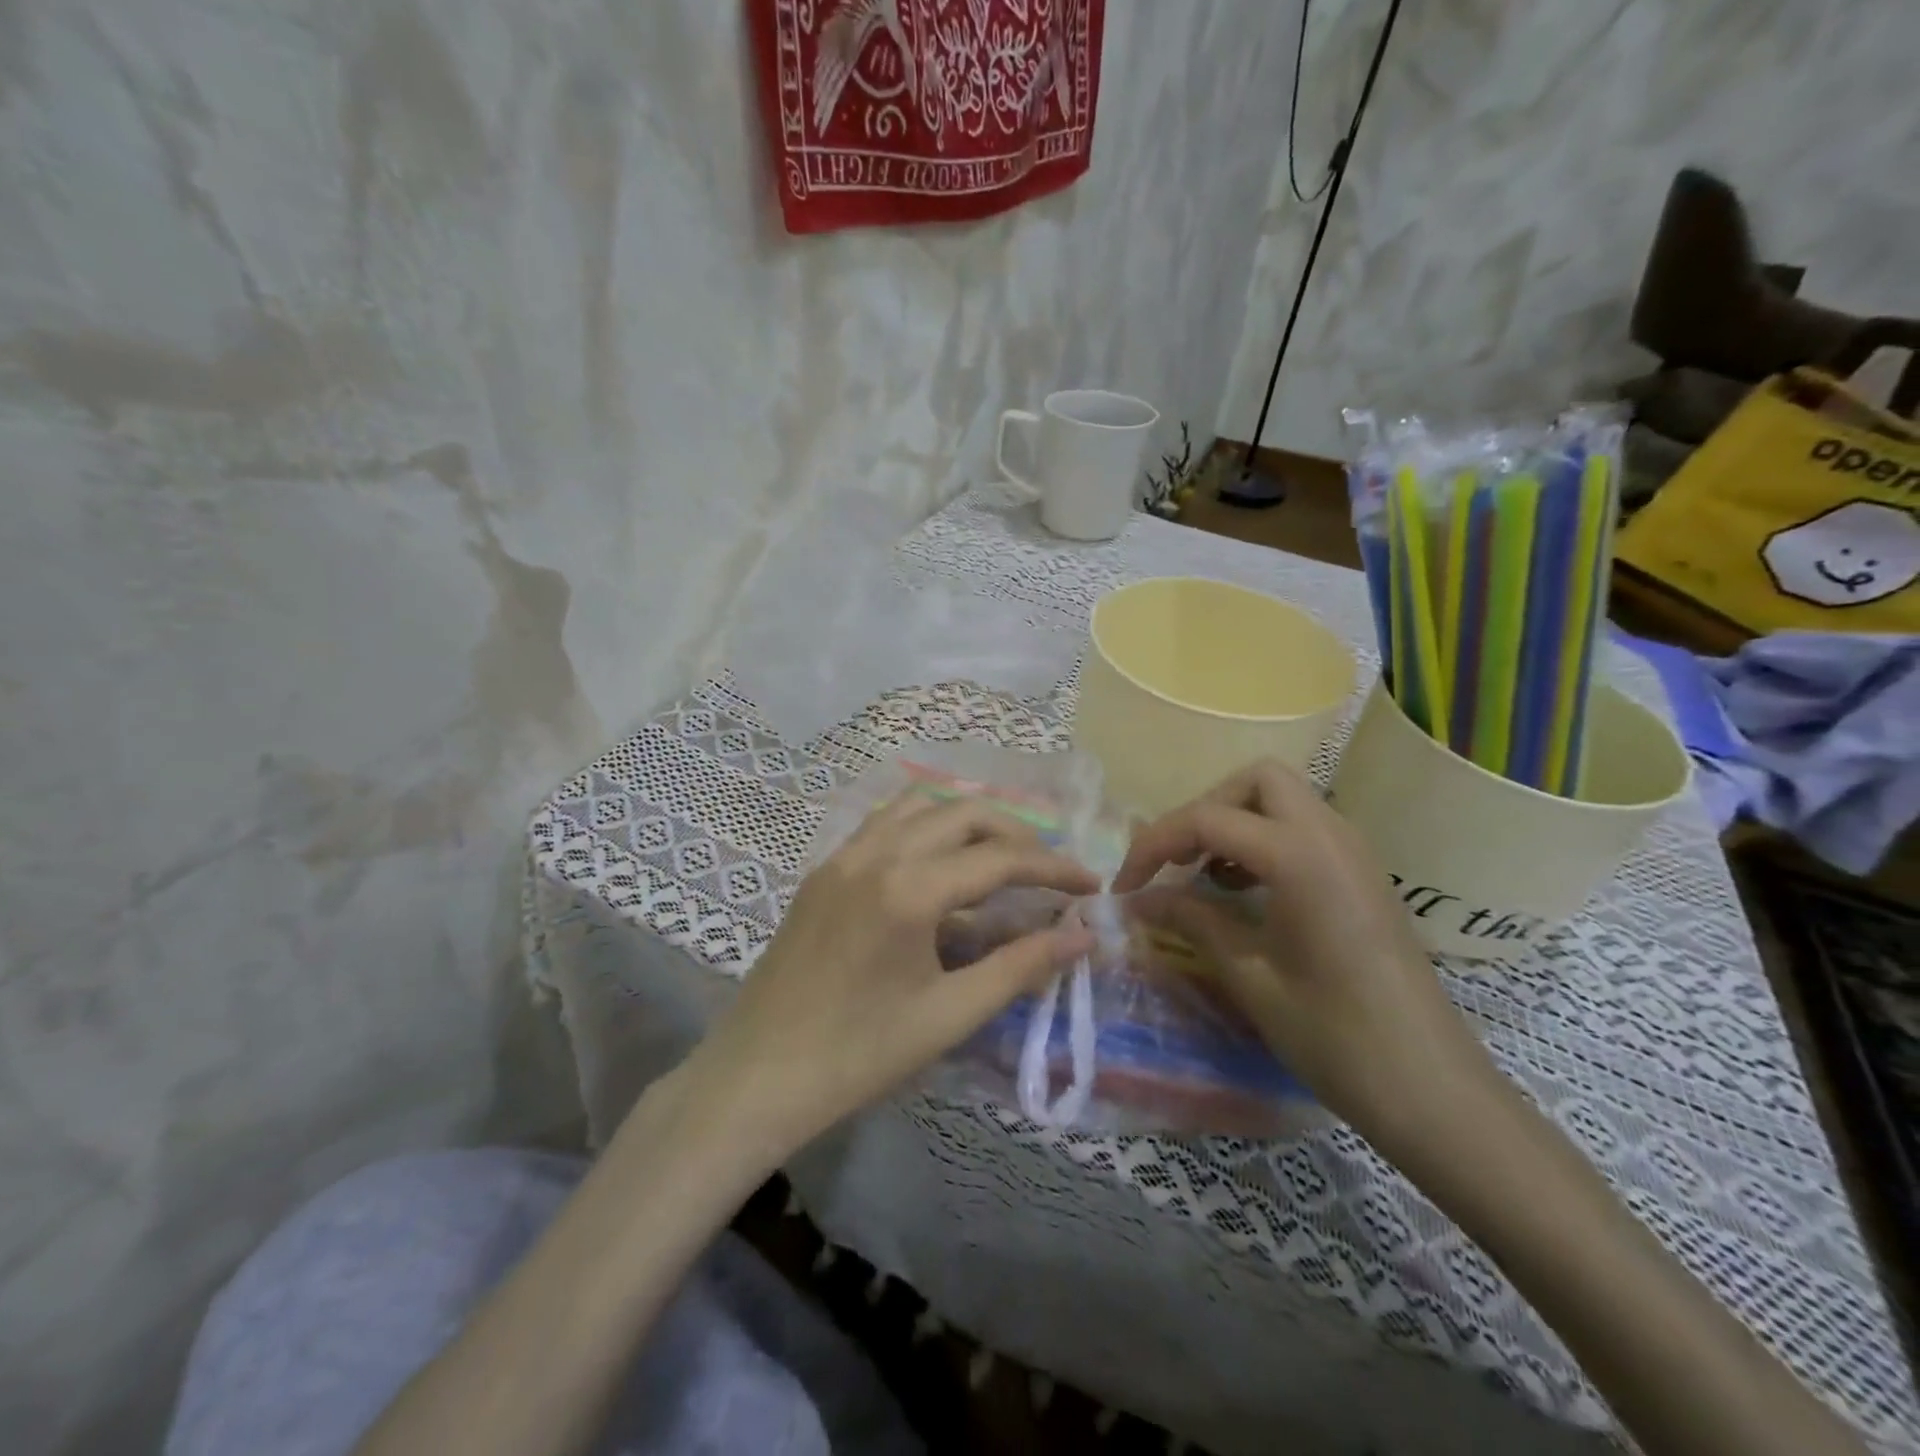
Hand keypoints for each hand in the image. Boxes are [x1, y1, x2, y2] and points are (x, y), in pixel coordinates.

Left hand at [684, 793, 1098, 1158]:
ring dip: (967, 820)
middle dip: (1015, 832)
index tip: (1091, 883)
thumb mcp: (948, 1015)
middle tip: (1047, 869)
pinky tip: (937, 864)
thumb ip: (1019, 967)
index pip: (1000, 859)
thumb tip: (1081, 935)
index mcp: (909, 889)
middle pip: (963, 812)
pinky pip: (884, 824)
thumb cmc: (858, 1056)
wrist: (756, 1077)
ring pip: (919, 806)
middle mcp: (876, 854)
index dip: (1053, 868)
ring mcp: (843, 856)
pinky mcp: (823, 870)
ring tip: (998, 856)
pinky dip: (924, 826)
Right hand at [1112, 760, 1498, 1151]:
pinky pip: (1304, 829)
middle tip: (1178, 862)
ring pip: (1283, 799)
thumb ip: (1191, 921)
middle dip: (1205, 809)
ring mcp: (1354, 852)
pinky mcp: (1363, 875)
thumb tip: (1137, 900)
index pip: (1208, 818)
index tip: (1125, 886)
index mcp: (1301, 856)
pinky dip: (1264, 840)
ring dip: (1235, 822)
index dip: (1154, 845)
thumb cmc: (1336, 1037)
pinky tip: (1246, 891)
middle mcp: (1331, 835)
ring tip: (1205, 876)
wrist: (1435, 1093)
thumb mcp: (1250, 976)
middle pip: (1256, 781)